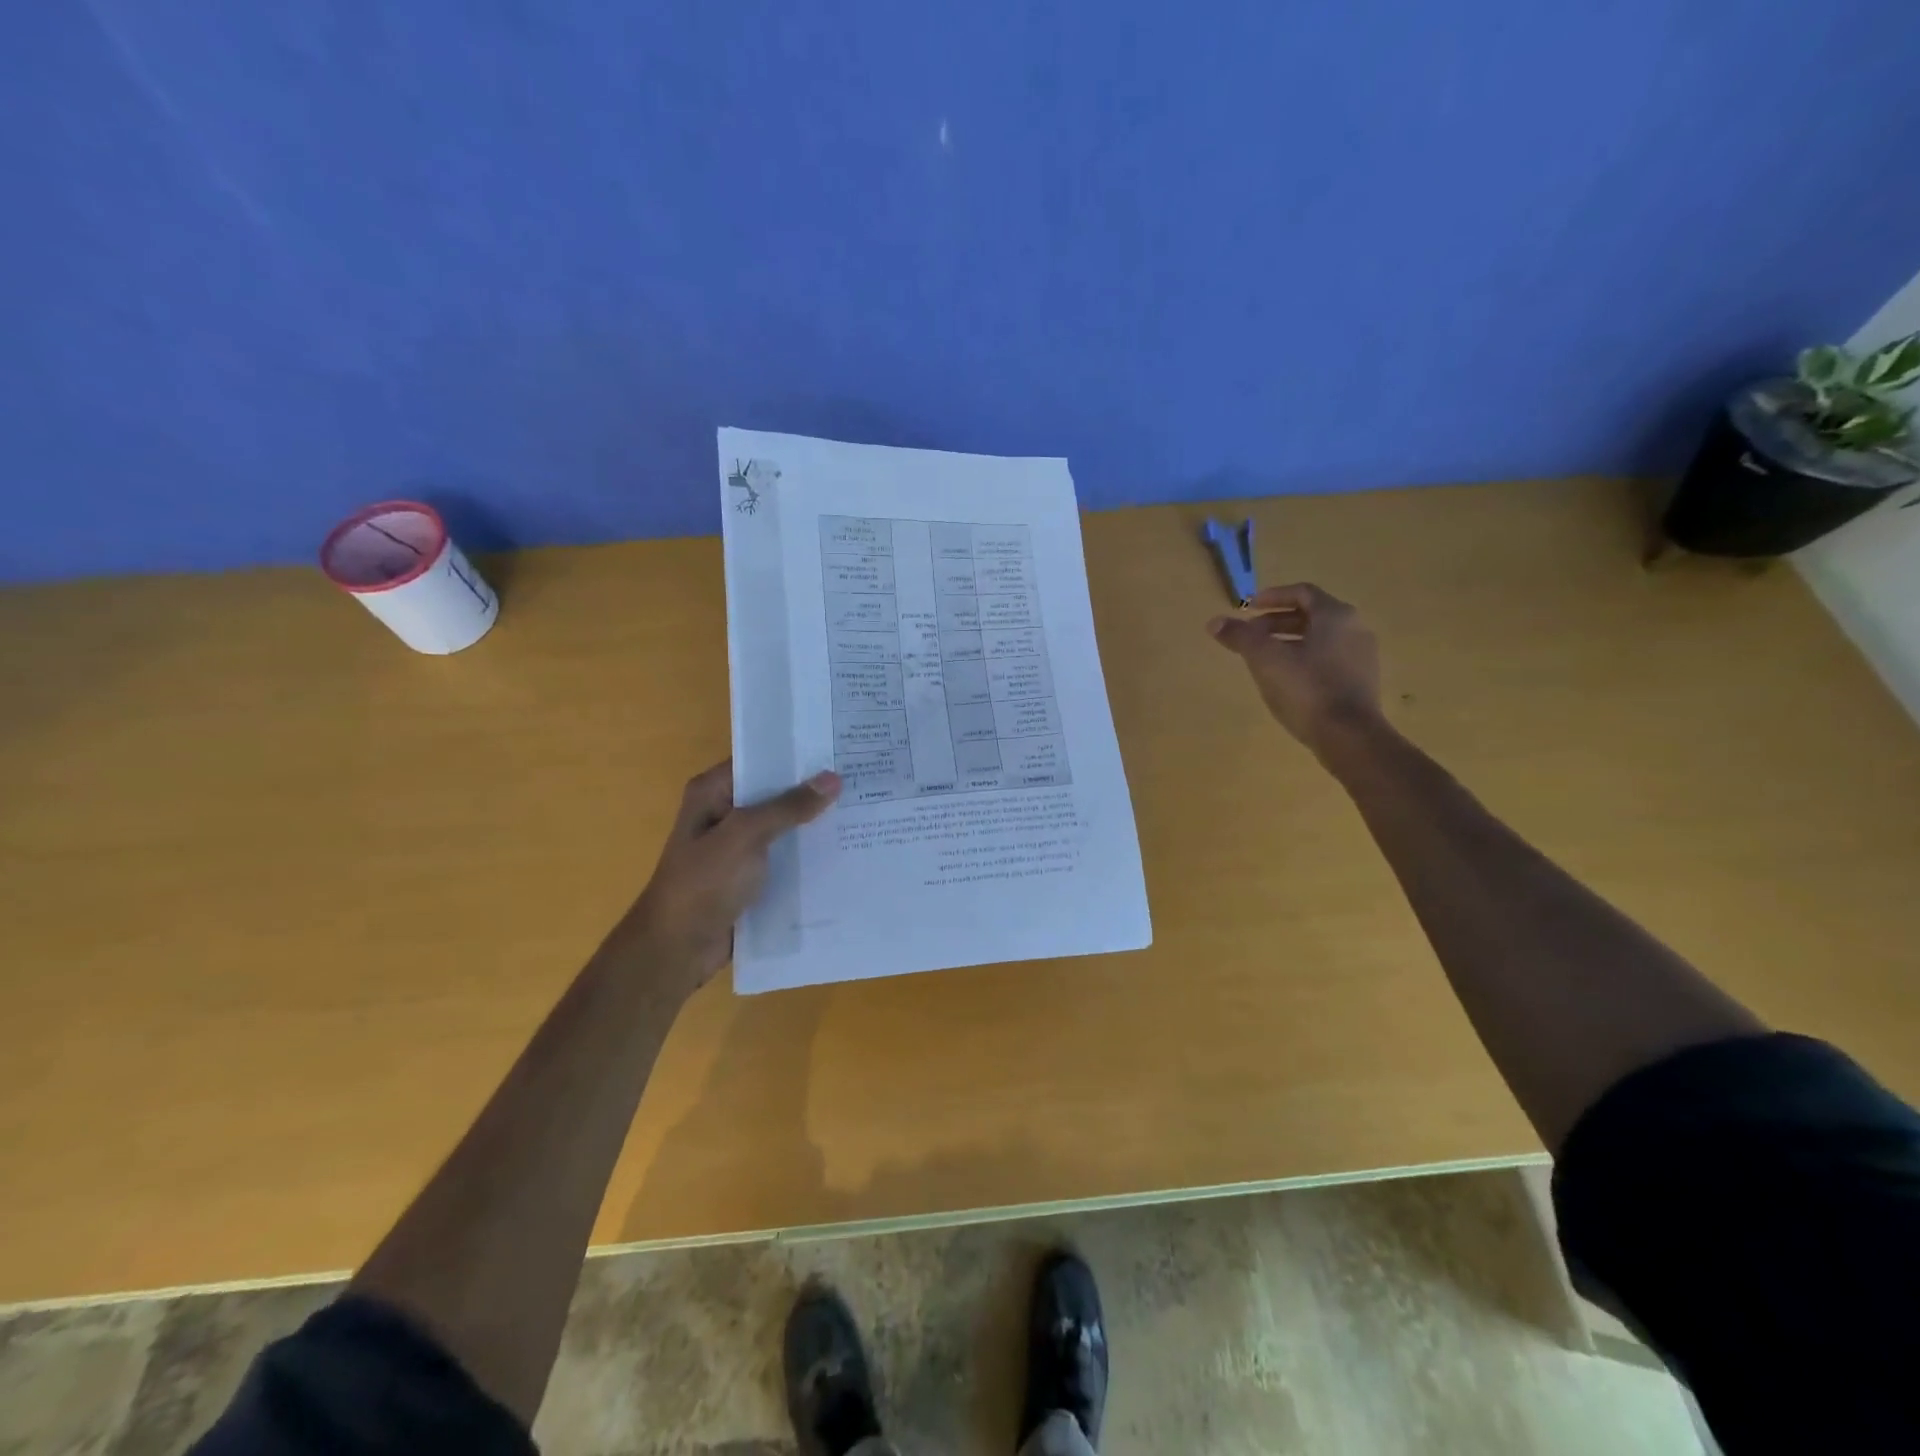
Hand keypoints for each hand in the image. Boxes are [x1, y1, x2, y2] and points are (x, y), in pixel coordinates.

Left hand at [615, 760, 840, 990]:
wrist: (677, 950)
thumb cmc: (703, 884)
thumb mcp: (745, 836)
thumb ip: (788, 807)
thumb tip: (833, 779)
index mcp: (713, 793)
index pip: (760, 761)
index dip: (797, 755)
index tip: (840, 748)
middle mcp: (725, 814)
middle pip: (776, 794)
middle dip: (814, 791)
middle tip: (863, 779)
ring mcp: (738, 848)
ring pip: (784, 828)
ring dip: (815, 825)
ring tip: (865, 812)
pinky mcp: (751, 878)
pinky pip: (786, 858)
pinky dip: (809, 857)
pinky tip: (846, 852)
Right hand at [1208, 583, 1382, 755]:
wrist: (1348, 736)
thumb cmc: (1306, 688)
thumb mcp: (1265, 659)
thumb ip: (1240, 636)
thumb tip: (1215, 622)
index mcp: (1335, 615)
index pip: (1302, 593)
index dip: (1273, 596)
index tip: (1249, 607)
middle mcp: (1354, 628)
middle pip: (1311, 615)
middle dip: (1276, 622)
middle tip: (1250, 635)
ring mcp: (1362, 656)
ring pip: (1320, 638)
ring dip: (1289, 641)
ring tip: (1264, 658)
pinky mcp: (1362, 681)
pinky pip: (1329, 658)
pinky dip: (1305, 659)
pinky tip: (1287, 679)